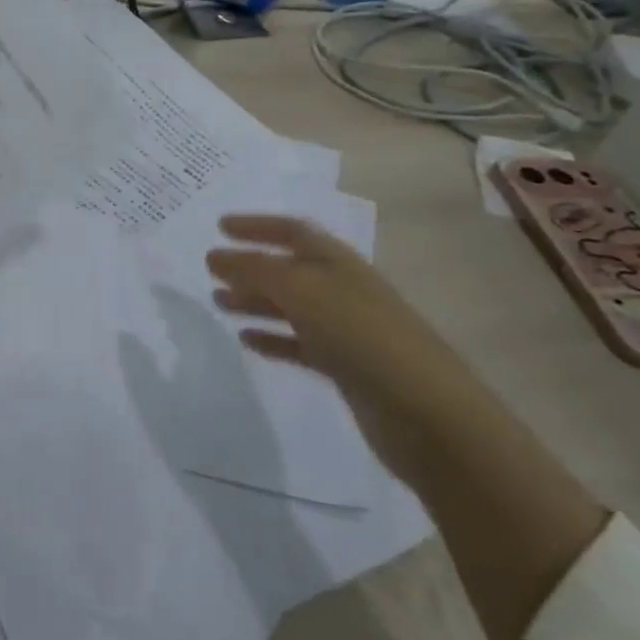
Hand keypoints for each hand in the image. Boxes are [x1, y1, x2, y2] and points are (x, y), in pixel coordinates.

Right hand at [206, 215, 475, 476]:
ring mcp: (346, 330)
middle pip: (289, 269)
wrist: (427, 414)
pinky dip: (272, 338)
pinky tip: (247, 341)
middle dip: (249, 266)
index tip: (219, 226)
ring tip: (219, 303)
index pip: (292, 231)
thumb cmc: (361, 336)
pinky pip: (299, 344)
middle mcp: (342, 289)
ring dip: (254, 301)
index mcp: (337, 262)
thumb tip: (215, 256)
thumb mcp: (302, 291)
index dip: (256, 225)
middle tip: (211, 271)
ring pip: (291, 306)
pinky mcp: (346, 368)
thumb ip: (254, 270)